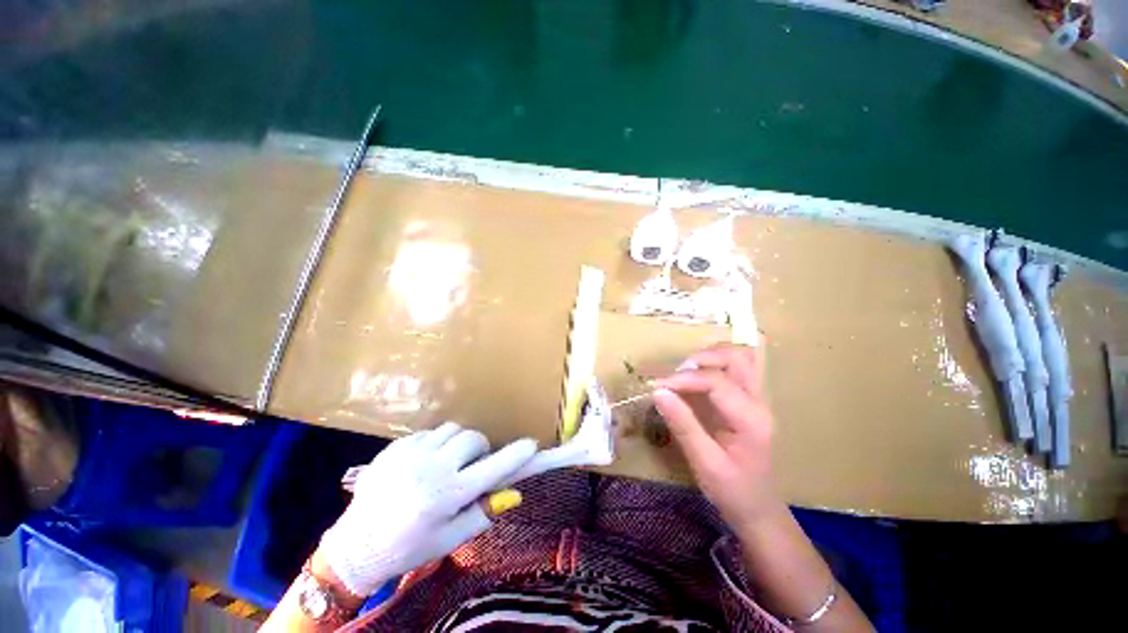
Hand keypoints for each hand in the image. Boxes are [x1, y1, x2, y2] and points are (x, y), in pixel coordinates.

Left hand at [319, 422, 536, 596]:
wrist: (355, 546)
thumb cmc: (408, 548)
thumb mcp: (449, 540)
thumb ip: (483, 513)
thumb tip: (513, 493)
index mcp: (447, 495)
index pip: (493, 468)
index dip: (516, 455)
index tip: (531, 445)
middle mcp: (431, 468)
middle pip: (473, 438)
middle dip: (481, 448)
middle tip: (473, 464)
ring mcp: (411, 453)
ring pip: (452, 429)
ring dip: (459, 442)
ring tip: (449, 460)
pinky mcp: (396, 447)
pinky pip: (429, 432)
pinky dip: (436, 442)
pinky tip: (426, 461)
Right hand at [652, 343, 779, 529]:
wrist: (758, 509)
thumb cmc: (732, 491)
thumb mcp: (704, 463)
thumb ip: (683, 425)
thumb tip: (658, 392)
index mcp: (750, 419)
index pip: (715, 381)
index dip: (683, 379)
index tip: (656, 386)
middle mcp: (758, 401)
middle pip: (737, 357)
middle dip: (701, 358)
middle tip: (675, 374)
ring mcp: (756, 398)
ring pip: (740, 357)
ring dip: (710, 356)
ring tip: (685, 372)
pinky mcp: (747, 400)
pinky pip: (735, 367)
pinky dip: (713, 363)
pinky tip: (695, 376)